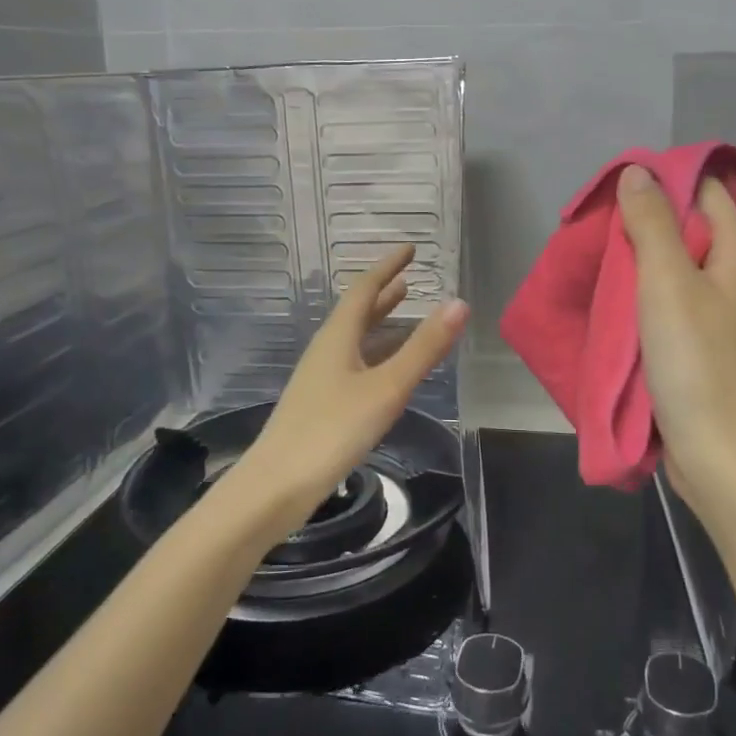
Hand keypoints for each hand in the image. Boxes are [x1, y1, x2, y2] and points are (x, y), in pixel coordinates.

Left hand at [235, 245, 469, 538]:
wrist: (277, 485)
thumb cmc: (333, 430)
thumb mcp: (387, 387)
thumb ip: (423, 348)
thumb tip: (458, 303)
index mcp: (337, 337)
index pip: (364, 289)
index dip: (387, 267)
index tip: (410, 249)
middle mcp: (326, 350)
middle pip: (356, 312)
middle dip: (383, 293)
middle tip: (409, 278)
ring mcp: (320, 378)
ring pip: (354, 339)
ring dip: (379, 322)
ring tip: (403, 312)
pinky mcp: (321, 404)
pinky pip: (354, 363)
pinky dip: (375, 353)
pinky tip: (386, 370)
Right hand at [617, 164, 735, 511]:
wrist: (714, 450)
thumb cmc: (694, 361)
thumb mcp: (666, 283)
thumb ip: (652, 224)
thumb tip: (637, 171)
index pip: (707, 190)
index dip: (666, 179)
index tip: (619, 184)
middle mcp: (734, 277)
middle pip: (690, 227)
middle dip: (645, 218)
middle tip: (598, 220)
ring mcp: (718, 313)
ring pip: (676, 266)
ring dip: (640, 257)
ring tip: (597, 254)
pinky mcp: (700, 343)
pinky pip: (669, 300)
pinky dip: (643, 292)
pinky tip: (613, 295)